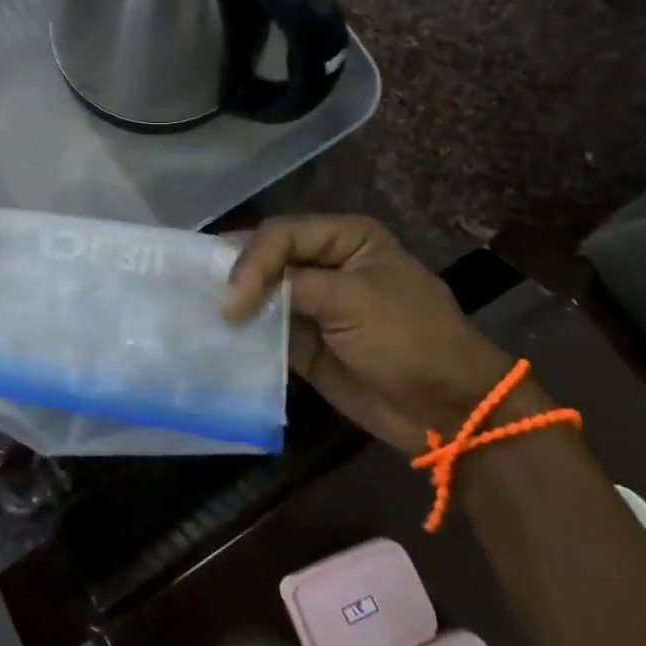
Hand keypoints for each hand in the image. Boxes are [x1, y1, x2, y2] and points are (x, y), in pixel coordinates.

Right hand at [221, 215, 517, 453]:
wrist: (447, 410)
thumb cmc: (409, 339)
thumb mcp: (352, 300)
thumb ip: (292, 286)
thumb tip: (233, 293)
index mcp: (346, 237)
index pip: (281, 235)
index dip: (251, 261)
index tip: (232, 301)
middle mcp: (325, 262)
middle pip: (266, 258)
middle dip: (234, 274)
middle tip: (198, 293)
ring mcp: (313, 303)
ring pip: (261, 292)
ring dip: (235, 303)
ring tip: (198, 312)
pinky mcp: (303, 340)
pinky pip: (265, 329)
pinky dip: (244, 332)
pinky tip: (217, 335)